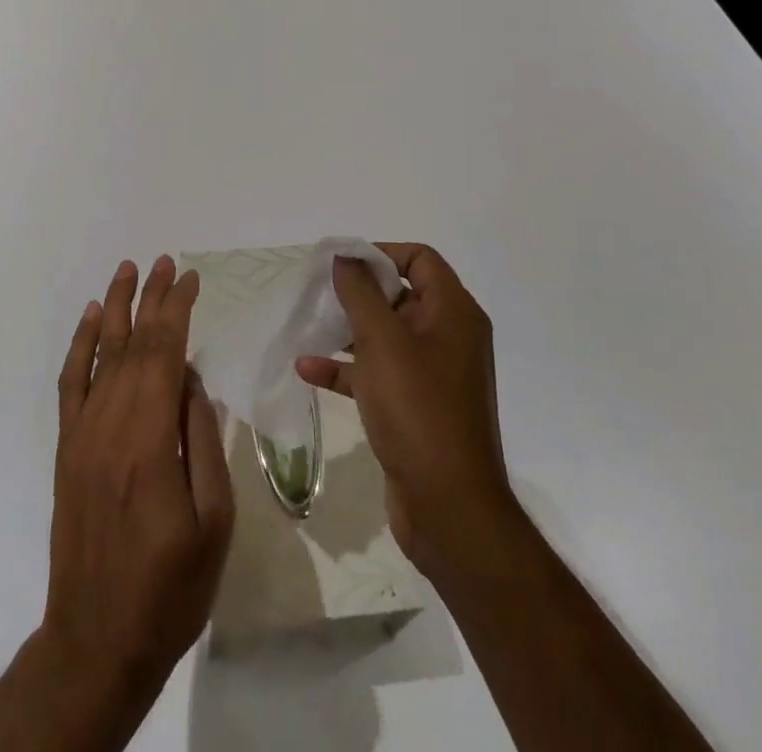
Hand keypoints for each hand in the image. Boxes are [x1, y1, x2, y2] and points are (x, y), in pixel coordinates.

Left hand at [44, 257, 234, 699]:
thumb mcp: (212, 521)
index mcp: (150, 440)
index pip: (164, 354)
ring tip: (128, 270)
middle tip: (166, 261)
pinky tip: (92, 321)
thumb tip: (191, 380)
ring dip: (116, 308)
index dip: (177, 310)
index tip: (191, 278)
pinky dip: (80, 346)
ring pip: (101, 355)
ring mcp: (83, 435)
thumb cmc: (169, 588)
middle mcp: (110, 425)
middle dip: (152, 299)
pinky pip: (71, 385)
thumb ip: (202, 441)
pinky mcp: (67, 450)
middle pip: (134, 345)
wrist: (97, 641)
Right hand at [296, 242, 519, 586]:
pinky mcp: (416, 407)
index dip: (380, 253)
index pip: (420, 259)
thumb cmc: (417, 410)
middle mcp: (449, 337)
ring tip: (308, 325)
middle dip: (358, 292)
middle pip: (401, 295)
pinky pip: (379, 373)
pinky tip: (308, 370)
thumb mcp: (382, 341)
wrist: (448, 507)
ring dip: (348, 330)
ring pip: (386, 336)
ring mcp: (434, 375)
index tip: (341, 262)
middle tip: (318, 291)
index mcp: (453, 313)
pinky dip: (347, 368)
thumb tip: (345, 255)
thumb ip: (360, 292)